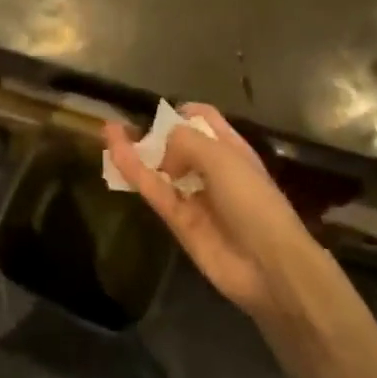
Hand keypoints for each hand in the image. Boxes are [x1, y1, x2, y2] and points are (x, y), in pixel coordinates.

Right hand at [106, 104, 322, 324]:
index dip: (182, 113)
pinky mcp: (178, 222)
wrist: (268, 265)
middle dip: (154, 133)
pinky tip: (114, 152)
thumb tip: (160, 150)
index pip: (204, 120)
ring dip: (136, 150)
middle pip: (178, 145)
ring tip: (108, 131)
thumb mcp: (221, 156)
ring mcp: (194, 197)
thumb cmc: (252, 199)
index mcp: (231, 149)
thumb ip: (184, 142)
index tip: (159, 112)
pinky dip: (134, 172)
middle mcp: (212, 170)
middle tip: (125, 124)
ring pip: (160, 169)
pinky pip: (154, 191)